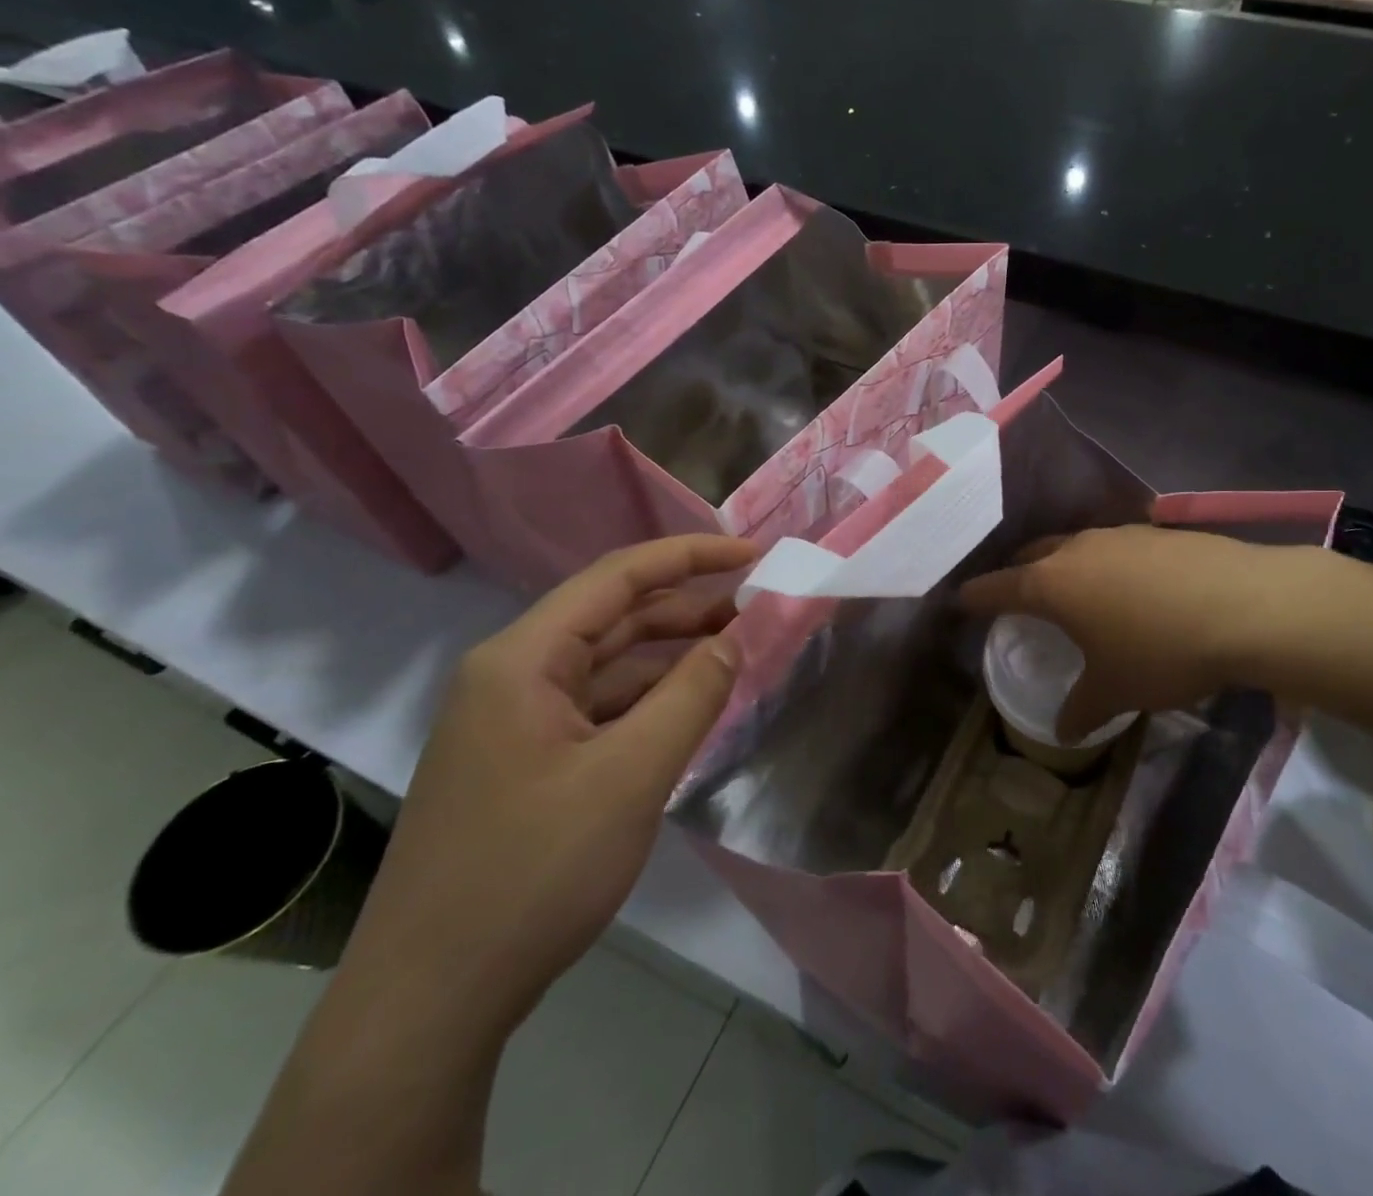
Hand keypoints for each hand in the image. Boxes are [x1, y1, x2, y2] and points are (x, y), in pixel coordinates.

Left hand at [340, 535, 756, 1042]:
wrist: (430, 1003)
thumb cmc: (532, 872)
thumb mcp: (631, 776)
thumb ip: (693, 695)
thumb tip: (736, 638)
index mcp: (523, 660)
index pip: (618, 577)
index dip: (690, 556)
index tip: (753, 554)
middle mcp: (512, 676)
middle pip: (613, 616)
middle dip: (688, 607)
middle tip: (758, 610)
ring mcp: (514, 721)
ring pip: (608, 665)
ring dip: (672, 655)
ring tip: (738, 654)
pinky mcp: (525, 761)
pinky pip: (599, 708)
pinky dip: (649, 699)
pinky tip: (691, 710)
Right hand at [959, 525, 1303, 741]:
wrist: (1246, 606)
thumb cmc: (1161, 650)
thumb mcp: (1116, 690)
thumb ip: (1082, 709)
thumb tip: (1062, 732)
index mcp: (1052, 584)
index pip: (997, 586)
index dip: (976, 596)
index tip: (960, 600)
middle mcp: (1077, 549)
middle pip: (1032, 555)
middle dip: (1018, 573)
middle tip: (1015, 595)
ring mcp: (1118, 535)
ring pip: (1074, 546)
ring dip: (1064, 565)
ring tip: (1074, 590)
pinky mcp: (1157, 532)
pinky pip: (1114, 547)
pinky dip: (1106, 564)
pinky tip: (1129, 587)